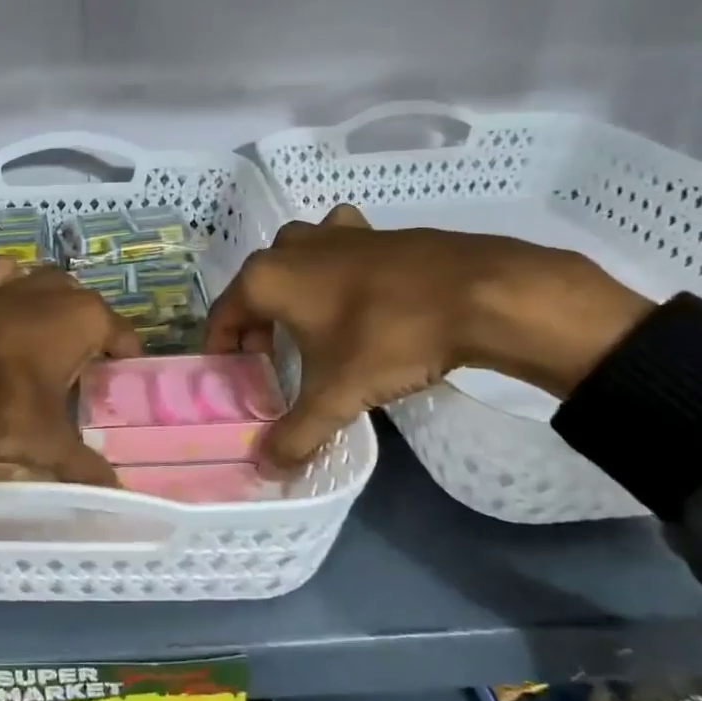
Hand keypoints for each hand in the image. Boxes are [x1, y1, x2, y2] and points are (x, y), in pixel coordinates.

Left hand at [0, 256, 140, 485]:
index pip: (124, 337)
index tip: (123, 392)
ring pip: (46, 286)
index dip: (128, 365)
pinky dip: (7, 294)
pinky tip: (0, 322)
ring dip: (52, 308)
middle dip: (90, 337)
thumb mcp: (44, 442)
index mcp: (84, 317)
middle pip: (87, 309)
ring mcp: (9, 283)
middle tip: (83, 380)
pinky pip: (1, 281)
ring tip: (46, 348)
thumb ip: (84, 466)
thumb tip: (114, 492)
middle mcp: (51, 290)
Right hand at [205, 205, 652, 467]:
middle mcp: (290, 246)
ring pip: (294, 265)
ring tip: (311, 332)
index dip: (222, 351)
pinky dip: (333, 274)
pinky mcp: (372, 230)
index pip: (222, 316)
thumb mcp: (336, 395)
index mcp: (265, 277)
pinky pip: (335, 252)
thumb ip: (296, 434)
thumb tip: (267, 470)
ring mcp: (333, 232)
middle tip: (273, 365)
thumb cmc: (388, 338)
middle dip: (258, 328)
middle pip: (256, 291)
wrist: (479, 293)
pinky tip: (355, 297)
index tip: (233, 380)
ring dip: (293, 296)